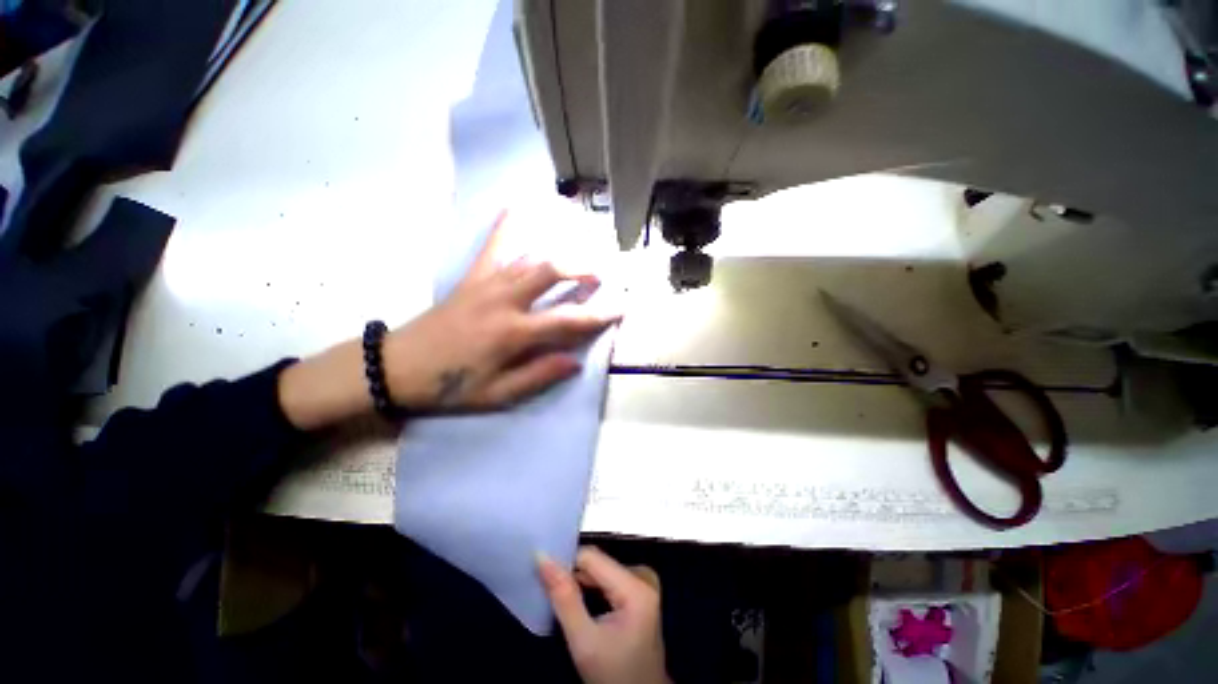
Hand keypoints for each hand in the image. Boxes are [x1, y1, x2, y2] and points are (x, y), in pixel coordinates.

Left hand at [276, 213, 618, 430]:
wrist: (397, 366)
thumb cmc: (449, 385)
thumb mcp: (496, 395)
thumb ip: (537, 375)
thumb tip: (575, 361)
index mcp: (512, 333)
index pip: (567, 320)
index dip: (598, 314)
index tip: (622, 307)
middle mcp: (503, 300)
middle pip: (550, 271)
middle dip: (582, 268)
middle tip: (602, 272)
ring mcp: (486, 283)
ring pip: (530, 256)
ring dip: (560, 250)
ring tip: (581, 246)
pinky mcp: (472, 277)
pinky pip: (493, 245)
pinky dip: (508, 224)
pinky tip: (520, 204)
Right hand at [539, 547, 669, 683]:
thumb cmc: (613, 676)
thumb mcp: (584, 641)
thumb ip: (563, 598)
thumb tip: (542, 558)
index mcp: (636, 586)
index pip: (591, 557)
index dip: (566, 564)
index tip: (544, 577)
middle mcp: (642, 577)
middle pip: (597, 563)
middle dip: (573, 576)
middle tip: (550, 593)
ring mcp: (643, 584)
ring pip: (600, 571)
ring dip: (580, 583)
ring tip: (561, 598)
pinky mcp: (639, 593)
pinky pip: (608, 580)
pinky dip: (591, 589)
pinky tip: (578, 603)